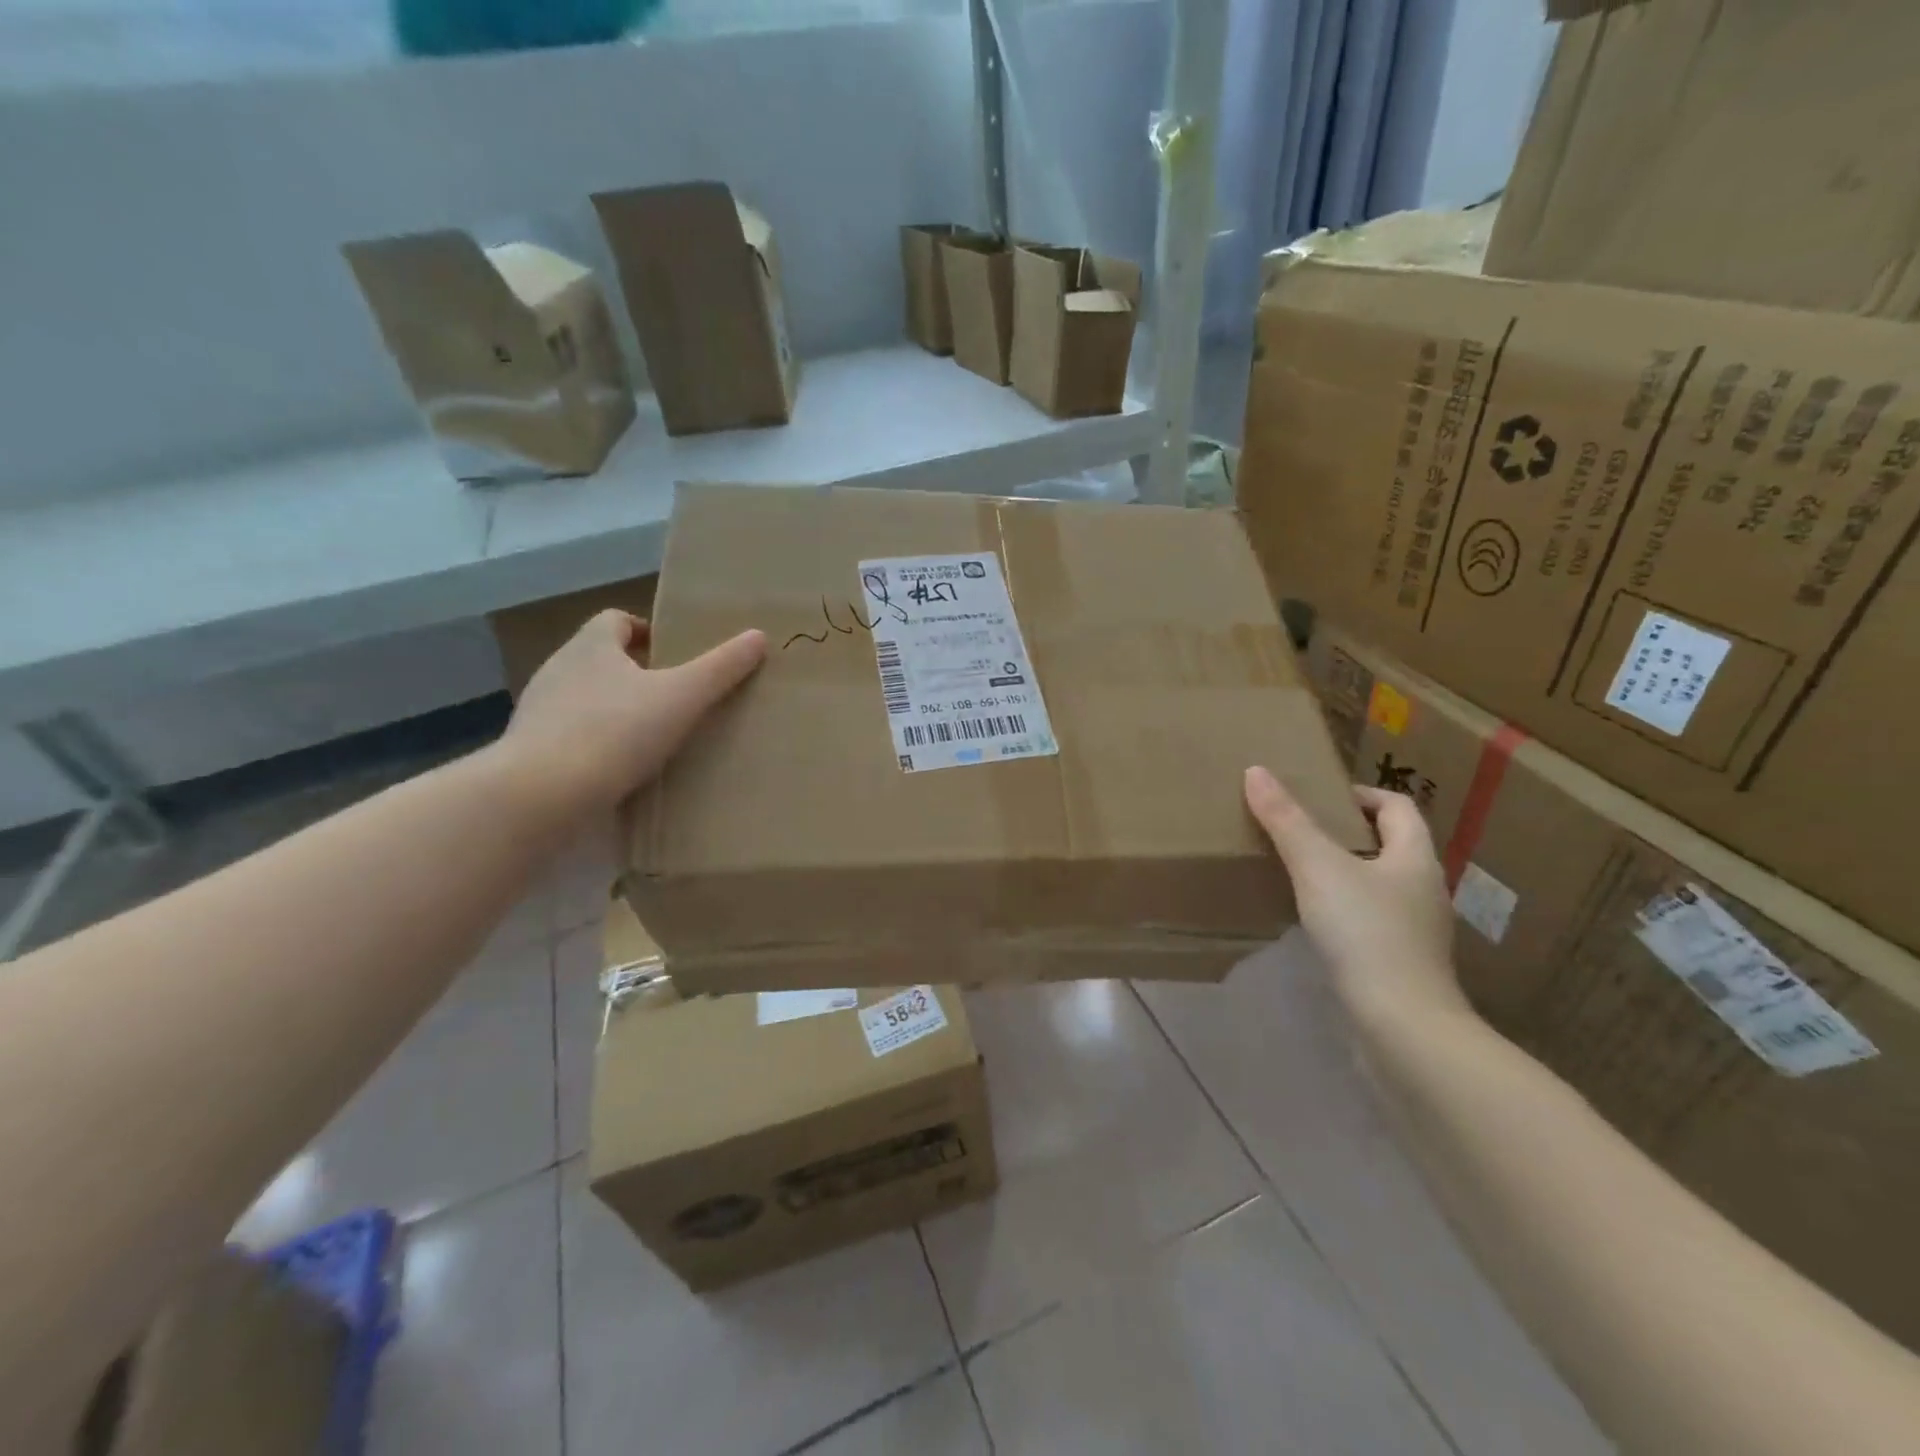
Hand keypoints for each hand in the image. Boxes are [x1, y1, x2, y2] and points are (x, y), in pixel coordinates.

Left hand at [500, 610, 765, 816]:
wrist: (540, 795)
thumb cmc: (615, 732)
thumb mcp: (682, 697)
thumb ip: (720, 668)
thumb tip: (758, 637)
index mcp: (591, 645)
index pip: (616, 620)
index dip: (646, 631)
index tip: (674, 656)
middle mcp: (559, 669)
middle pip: (601, 659)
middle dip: (635, 673)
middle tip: (674, 698)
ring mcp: (539, 711)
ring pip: (584, 698)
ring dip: (614, 711)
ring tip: (652, 737)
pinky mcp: (530, 751)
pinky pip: (571, 736)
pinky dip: (596, 744)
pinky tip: (620, 770)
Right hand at [1244, 766, 1468, 1021]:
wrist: (1401, 1026)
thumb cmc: (1366, 933)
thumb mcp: (1318, 868)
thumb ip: (1286, 821)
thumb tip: (1257, 772)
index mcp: (1415, 858)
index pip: (1397, 807)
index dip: (1360, 794)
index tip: (1317, 796)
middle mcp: (1423, 889)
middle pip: (1389, 845)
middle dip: (1346, 833)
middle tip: (1298, 829)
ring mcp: (1416, 931)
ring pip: (1379, 885)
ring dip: (1343, 872)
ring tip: (1297, 872)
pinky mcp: (1400, 964)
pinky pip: (1370, 921)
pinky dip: (1343, 910)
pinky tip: (1312, 921)